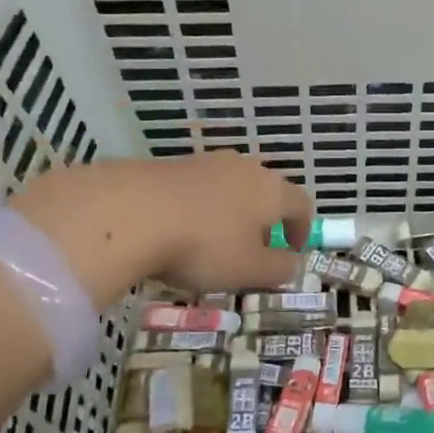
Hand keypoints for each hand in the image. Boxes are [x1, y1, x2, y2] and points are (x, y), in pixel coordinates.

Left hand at [10, 152, 311, 304]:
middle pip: (266, 191)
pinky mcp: (170, 165)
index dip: (303, 229)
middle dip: (264, 220)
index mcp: (272, 190)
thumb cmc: (204, 245)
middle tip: (253, 249)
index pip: (302, 203)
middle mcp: (244, 168)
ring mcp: (205, 162)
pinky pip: (197, 188)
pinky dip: (198, 209)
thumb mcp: (249, 270)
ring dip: (230, 213)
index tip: (292, 252)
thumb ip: (279, 269)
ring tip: (214, 242)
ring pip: (230, 187)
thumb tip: (294, 263)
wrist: (131, 212)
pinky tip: (179, 231)